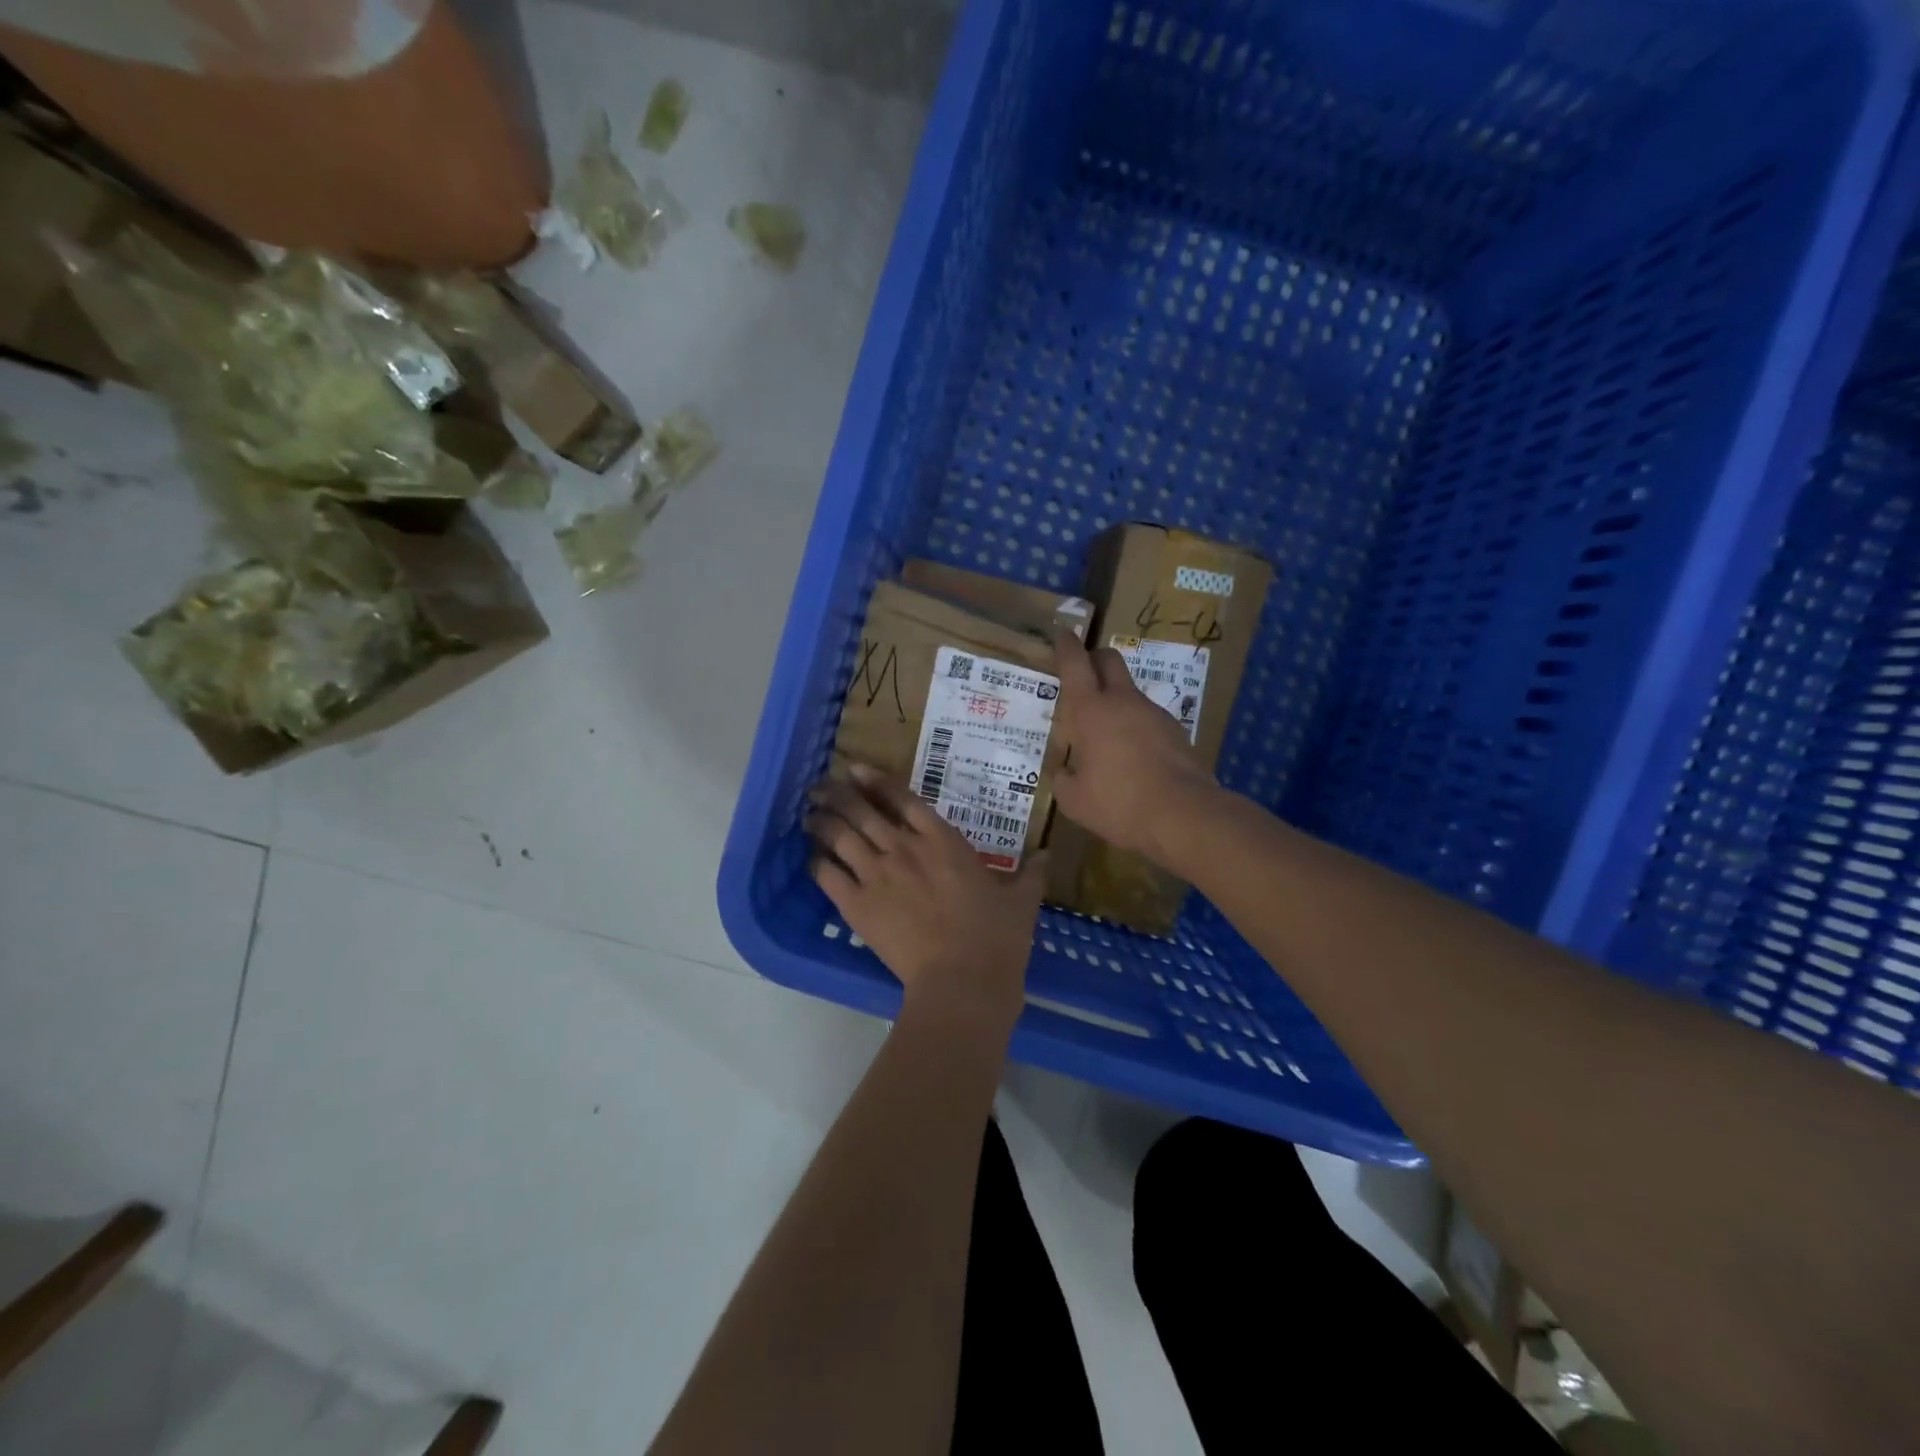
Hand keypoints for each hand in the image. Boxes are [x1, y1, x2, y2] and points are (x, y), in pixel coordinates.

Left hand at [807, 765, 1045, 1037]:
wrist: (963, 981)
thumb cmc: (996, 937)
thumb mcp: (1021, 901)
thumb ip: (1032, 874)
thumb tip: (1048, 855)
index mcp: (943, 840)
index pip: (903, 798)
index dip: (876, 780)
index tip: (855, 769)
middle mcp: (904, 848)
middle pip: (863, 810)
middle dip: (839, 795)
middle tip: (821, 787)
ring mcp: (877, 874)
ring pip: (841, 836)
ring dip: (823, 821)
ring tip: (809, 814)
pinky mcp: (857, 905)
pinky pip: (828, 875)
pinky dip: (817, 863)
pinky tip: (812, 858)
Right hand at [1052, 632, 1220, 862]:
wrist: (1183, 815)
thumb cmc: (1118, 804)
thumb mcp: (1074, 800)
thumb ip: (1064, 779)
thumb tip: (1065, 771)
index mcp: (1091, 710)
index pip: (1074, 663)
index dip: (1065, 645)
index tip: (1061, 634)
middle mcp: (1123, 702)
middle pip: (1109, 660)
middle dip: (1094, 658)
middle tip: (1082, 675)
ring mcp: (1154, 713)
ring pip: (1130, 692)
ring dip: (1115, 700)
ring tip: (1105, 734)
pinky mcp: (1176, 731)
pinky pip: (1148, 718)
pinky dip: (1135, 727)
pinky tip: (1132, 756)